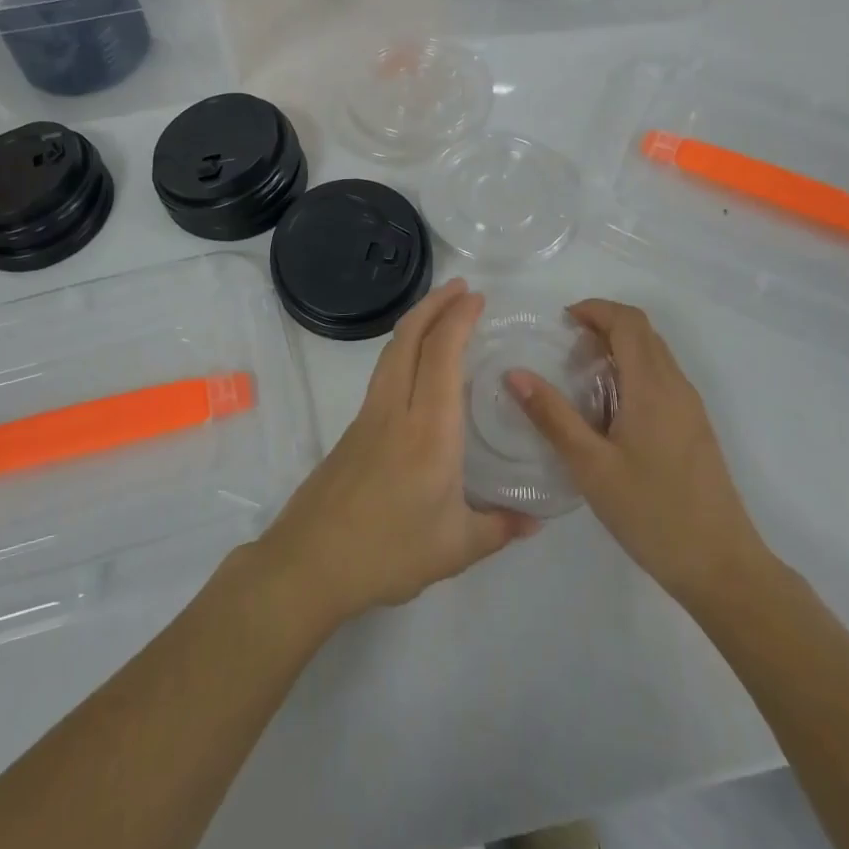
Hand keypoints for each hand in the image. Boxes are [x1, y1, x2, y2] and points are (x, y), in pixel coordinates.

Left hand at [254, 279, 537, 629]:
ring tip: (440, 313)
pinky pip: (383, 373)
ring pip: (391, 352)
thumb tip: (537, 520)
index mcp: (429, 430)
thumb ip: (500, 528)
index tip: (477, 298)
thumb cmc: (389, 551)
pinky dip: (404, 350)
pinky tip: (417, 367)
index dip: (459, 319)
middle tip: (461, 288)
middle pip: (409, 338)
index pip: (443, 355)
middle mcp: (396, 409)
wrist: (311, 561)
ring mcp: (369, 416)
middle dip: (435, 304)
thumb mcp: (456, 548)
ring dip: (416, 322)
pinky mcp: (353, 429)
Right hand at [508, 300, 771, 608]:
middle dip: (603, 325)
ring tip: (581, 376)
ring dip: (619, 348)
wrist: (722, 567)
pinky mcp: (695, 428)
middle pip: (643, 331)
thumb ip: (552, 416)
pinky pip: (662, 378)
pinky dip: (633, 371)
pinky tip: (610, 410)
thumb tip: (515, 374)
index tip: (560, 323)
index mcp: (653, 386)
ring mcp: (690, 407)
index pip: (628, 321)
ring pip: (655, 354)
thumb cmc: (652, 512)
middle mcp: (677, 386)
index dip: (594, 309)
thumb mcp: (591, 466)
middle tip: (565, 348)